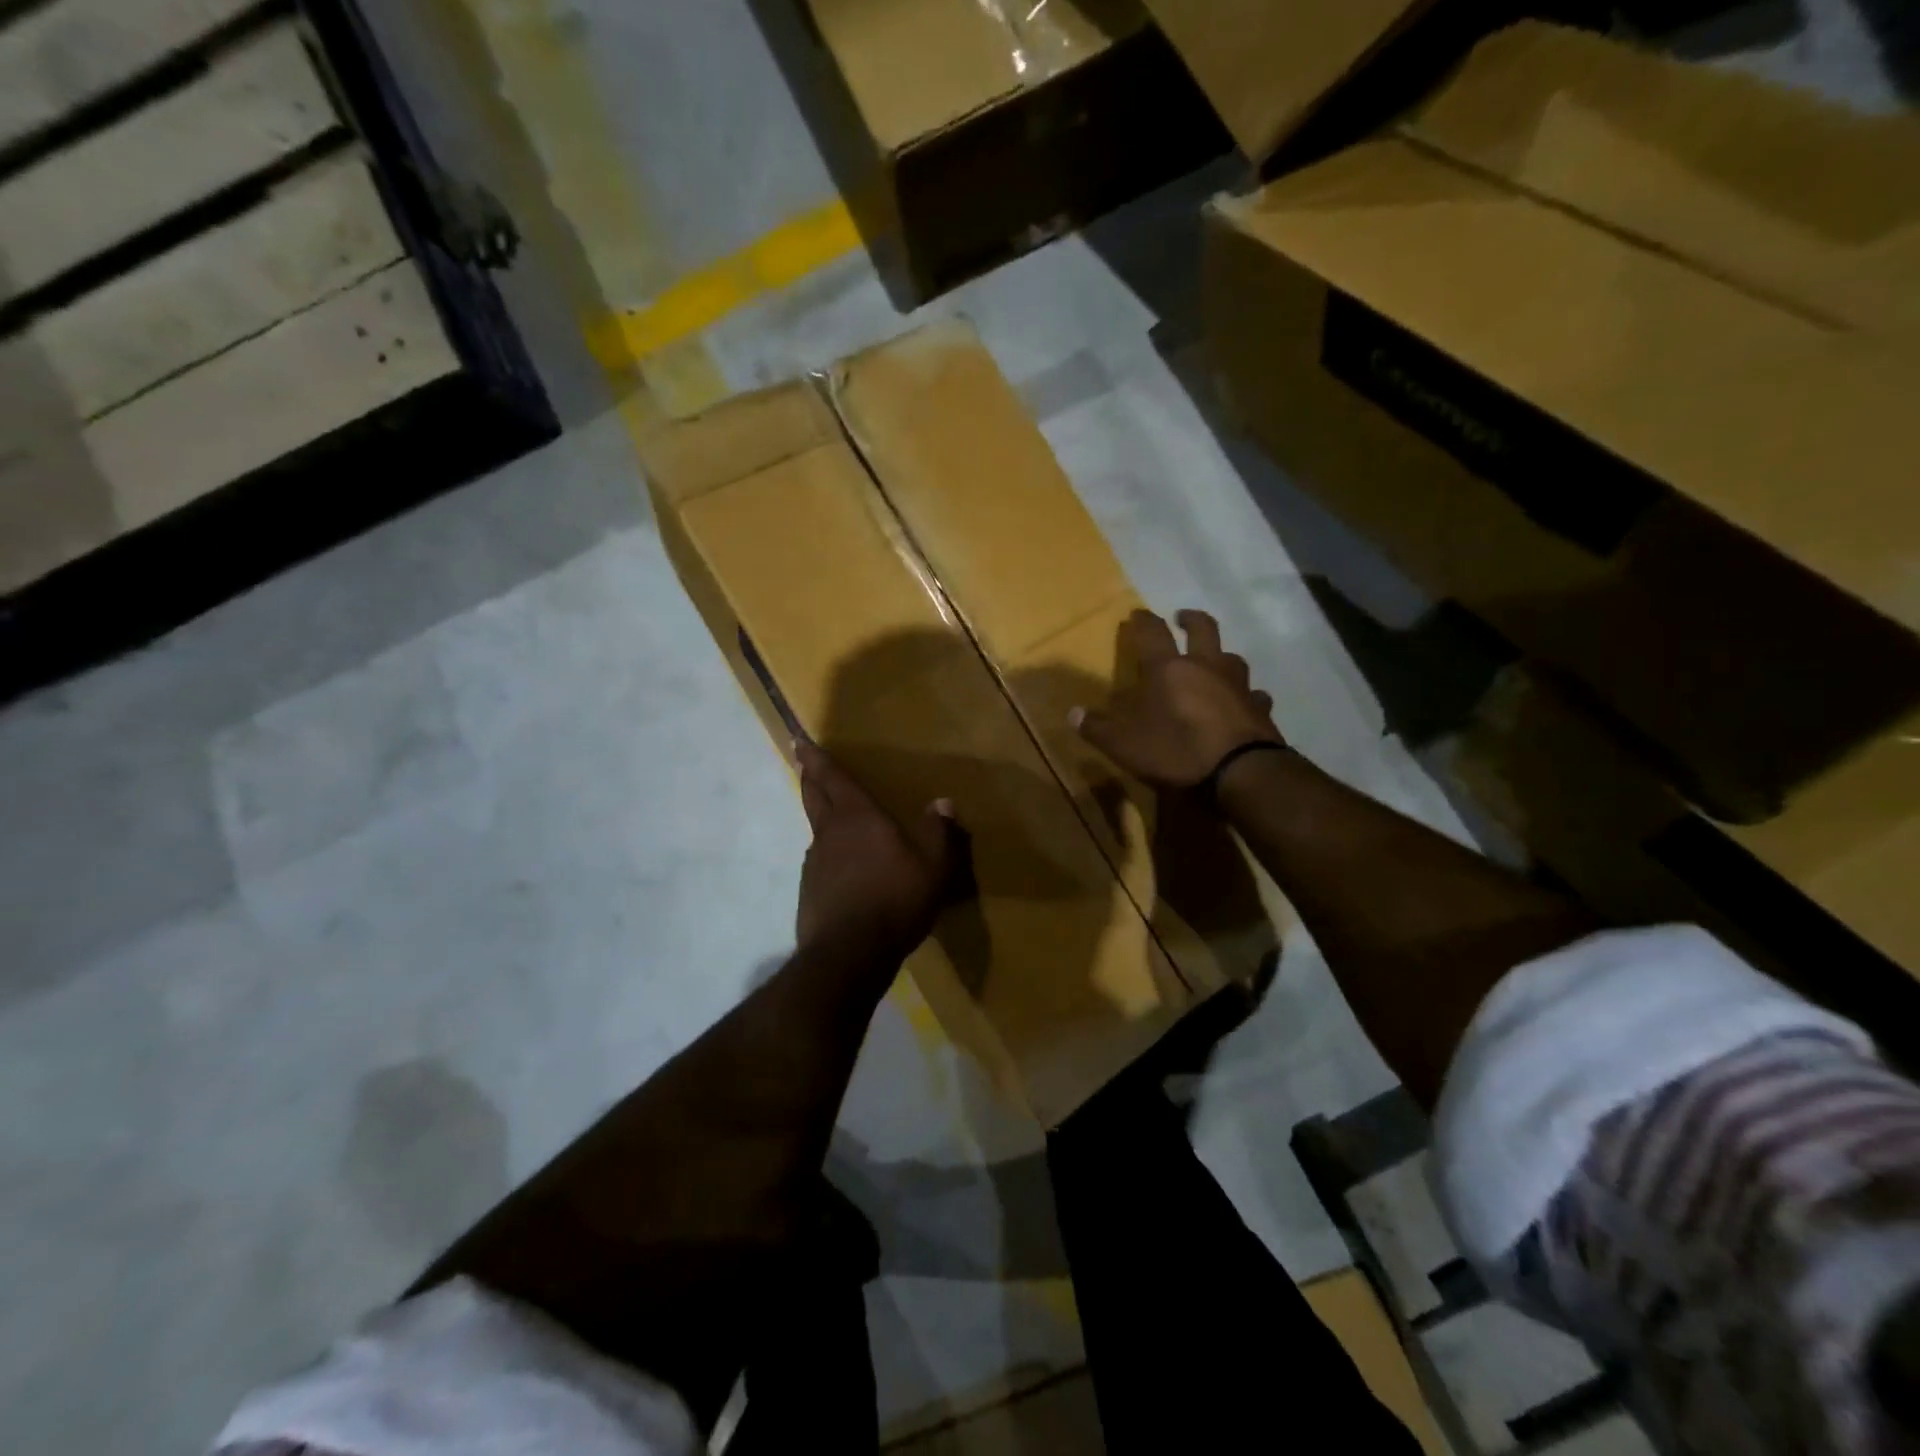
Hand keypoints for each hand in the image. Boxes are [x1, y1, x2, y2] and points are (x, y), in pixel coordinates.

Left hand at [795, 741, 963, 962]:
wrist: (850, 954)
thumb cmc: (896, 900)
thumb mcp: (933, 867)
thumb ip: (938, 833)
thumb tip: (943, 802)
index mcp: (859, 817)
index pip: (834, 778)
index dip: (816, 758)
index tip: (798, 740)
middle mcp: (831, 833)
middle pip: (815, 796)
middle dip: (811, 777)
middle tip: (803, 762)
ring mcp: (815, 863)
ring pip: (816, 829)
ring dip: (819, 815)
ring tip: (829, 814)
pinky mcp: (809, 891)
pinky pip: (819, 861)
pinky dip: (827, 854)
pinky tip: (838, 867)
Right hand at [1070, 609, 1281, 788]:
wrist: (1241, 772)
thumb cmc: (1176, 749)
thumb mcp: (1124, 744)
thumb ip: (1097, 727)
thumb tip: (1073, 713)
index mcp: (1169, 669)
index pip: (1153, 633)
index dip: (1143, 621)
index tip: (1137, 613)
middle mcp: (1206, 667)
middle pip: (1203, 629)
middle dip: (1191, 619)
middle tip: (1183, 617)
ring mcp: (1238, 686)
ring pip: (1232, 658)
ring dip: (1221, 655)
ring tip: (1215, 661)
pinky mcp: (1261, 710)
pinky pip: (1254, 695)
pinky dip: (1248, 695)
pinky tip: (1244, 703)